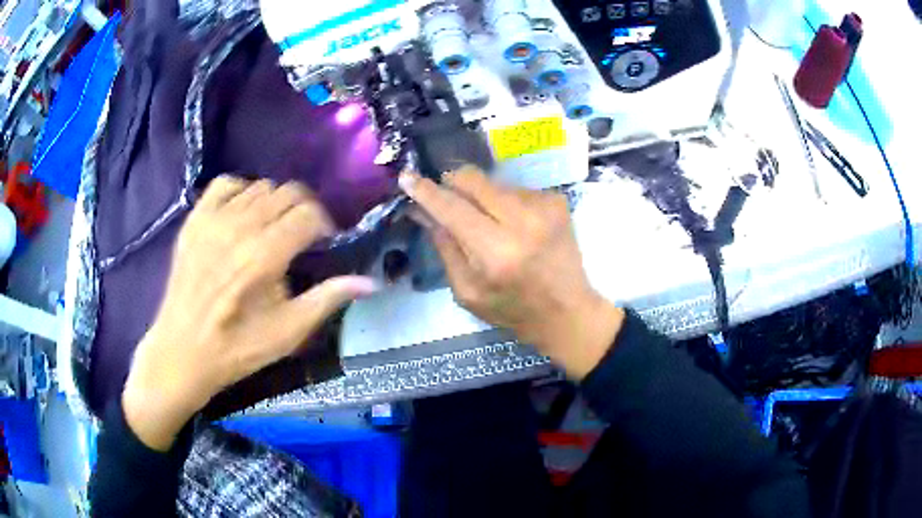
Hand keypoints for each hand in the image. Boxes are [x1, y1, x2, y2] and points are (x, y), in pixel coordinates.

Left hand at [123, 176, 377, 450]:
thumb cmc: (238, 348)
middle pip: (288, 192)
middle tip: (302, 235)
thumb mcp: (288, 332)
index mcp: (265, 255)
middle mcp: (240, 226)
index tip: (324, 242)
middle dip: (304, 210)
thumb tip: (370, 281)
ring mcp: (213, 219)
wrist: (183, 350)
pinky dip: (241, 191)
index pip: (310, 214)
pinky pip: (226, 184)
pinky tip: (243, 214)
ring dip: (275, 203)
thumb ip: (328, 299)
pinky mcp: (194, 219)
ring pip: (260, 186)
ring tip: (272, 228)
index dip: (324, 224)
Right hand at [400, 166, 623, 379]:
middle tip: (445, 195)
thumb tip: (424, 210)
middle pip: (474, 180)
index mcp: (496, 253)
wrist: (567, 311)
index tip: (407, 177)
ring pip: (494, 183)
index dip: (426, 191)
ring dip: (481, 195)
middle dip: (452, 182)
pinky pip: (515, 189)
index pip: (452, 209)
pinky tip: (513, 225)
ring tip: (488, 222)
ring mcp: (544, 207)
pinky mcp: (556, 201)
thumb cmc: (512, 310)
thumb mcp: (467, 291)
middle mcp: (522, 222)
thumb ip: (445, 247)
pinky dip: (505, 202)